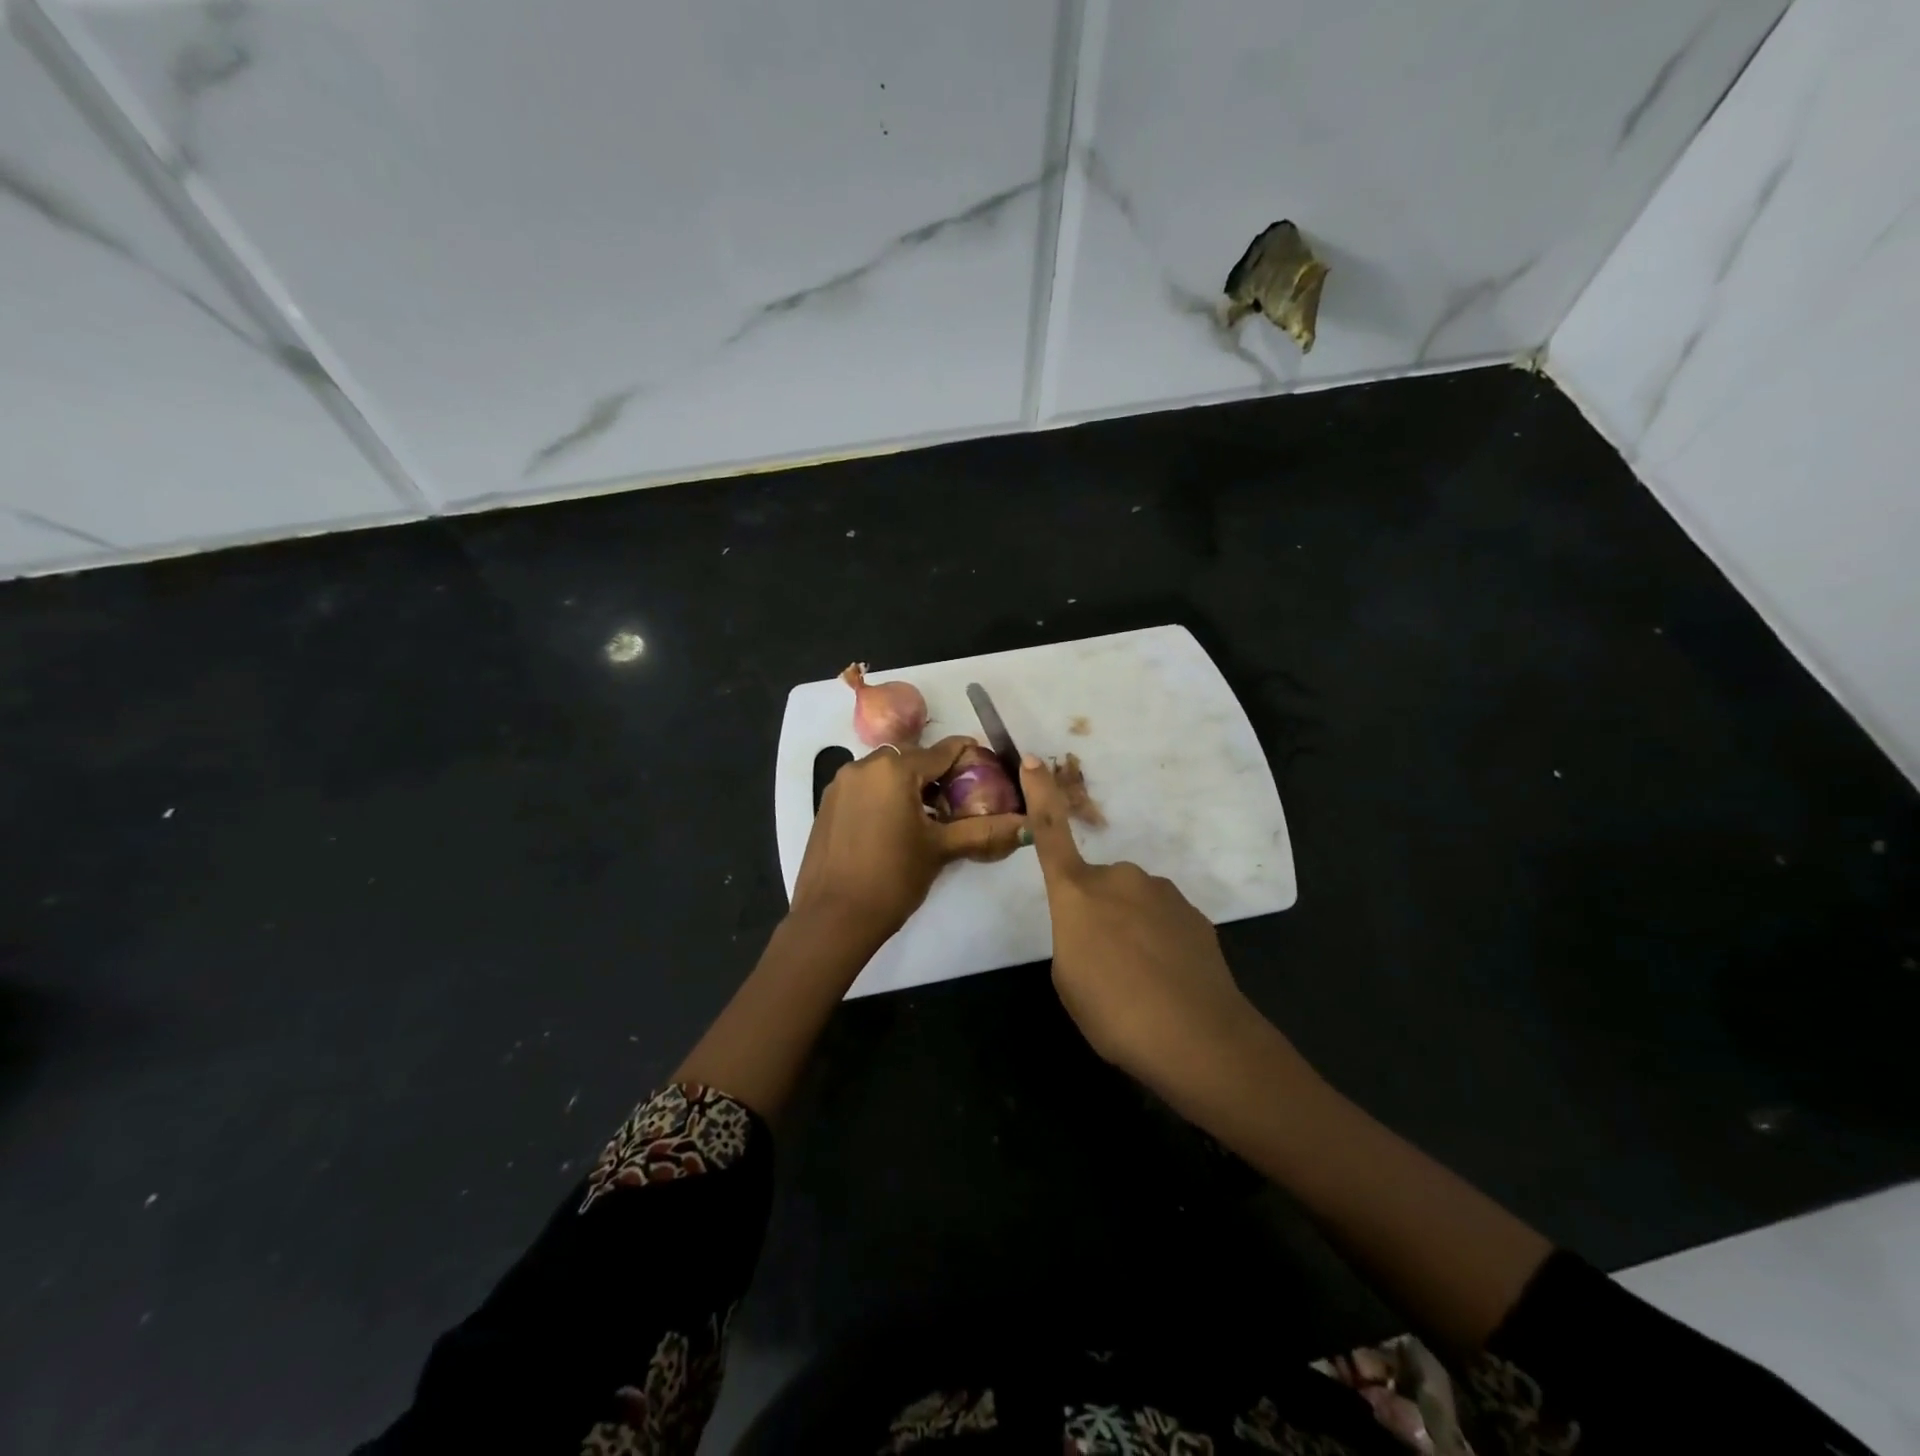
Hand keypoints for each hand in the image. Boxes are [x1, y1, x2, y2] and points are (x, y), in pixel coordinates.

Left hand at [791, 736, 1025, 949]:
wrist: (833, 918)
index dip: (967, 756)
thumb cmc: (893, 878)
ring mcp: (840, 785)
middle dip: (936, 773)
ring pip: (885, 773)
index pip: (942, 751)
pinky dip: (885, 797)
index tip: (986, 766)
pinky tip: (896, 827)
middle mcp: (863, 766)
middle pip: (911, 759)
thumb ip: (984, 830)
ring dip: (909, 785)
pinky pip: (865, 789)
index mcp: (894, 769)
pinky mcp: (827, 805)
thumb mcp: (941, 850)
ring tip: (929, 817)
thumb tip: (1027, 825)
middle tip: (959, 799)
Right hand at [1020, 754, 1264, 1100]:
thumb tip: (1094, 928)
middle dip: (1098, 913)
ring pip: (1134, 904)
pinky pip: (1164, 921)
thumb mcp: (1068, 979)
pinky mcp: (1194, 914)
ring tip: (1141, 982)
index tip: (1032, 760)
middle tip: (1105, 966)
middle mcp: (1119, 879)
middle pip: (1098, 886)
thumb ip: (1074, 938)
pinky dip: (1161, 943)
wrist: (1197, 1037)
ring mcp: (1162, 893)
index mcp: (1077, 893)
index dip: (1041, 795)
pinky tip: (1169, 982)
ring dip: (1131, 931)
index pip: (1051, 833)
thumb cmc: (1113, 1011)